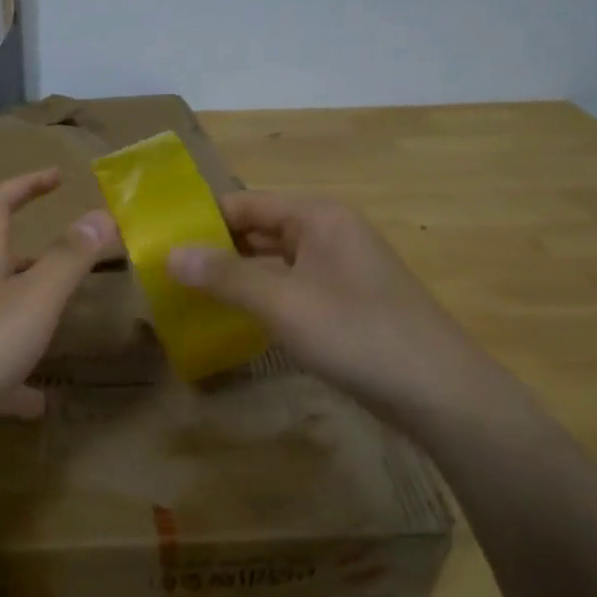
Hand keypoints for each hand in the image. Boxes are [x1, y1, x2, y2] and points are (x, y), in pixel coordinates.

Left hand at [0, 169, 118, 455]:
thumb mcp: (33, 300)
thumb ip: (69, 258)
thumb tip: (102, 214)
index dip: (28, 185)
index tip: (58, 177)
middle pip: (1, 262)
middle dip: (39, 257)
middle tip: (76, 264)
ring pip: (0, 316)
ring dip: (32, 318)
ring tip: (65, 329)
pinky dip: (19, 381)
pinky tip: (39, 403)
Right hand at [166, 191, 499, 419]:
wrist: (439, 392)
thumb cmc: (358, 335)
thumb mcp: (283, 303)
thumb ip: (225, 277)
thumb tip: (168, 253)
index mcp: (316, 216)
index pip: (243, 203)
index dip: (200, 219)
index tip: (157, 241)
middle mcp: (328, 231)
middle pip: (258, 229)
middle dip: (214, 248)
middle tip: (163, 271)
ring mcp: (339, 267)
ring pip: (273, 260)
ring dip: (235, 275)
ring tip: (186, 293)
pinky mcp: (344, 300)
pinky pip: (290, 286)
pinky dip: (260, 296)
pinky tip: (233, 317)